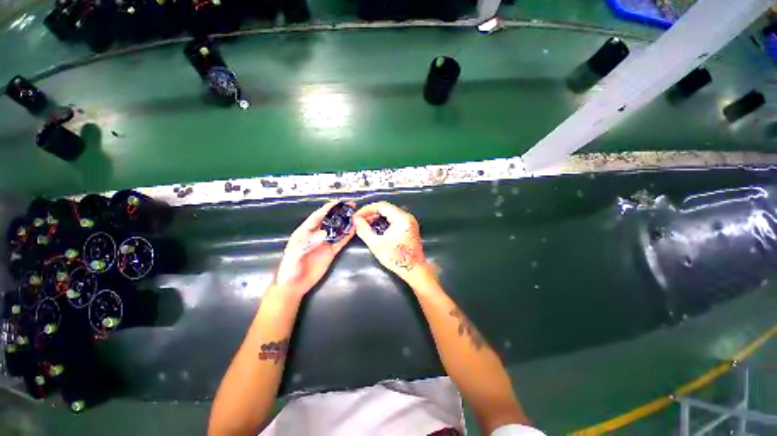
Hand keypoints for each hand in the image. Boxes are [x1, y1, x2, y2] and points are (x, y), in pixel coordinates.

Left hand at [274, 201, 355, 297]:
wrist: (293, 286)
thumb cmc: (289, 270)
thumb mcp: (294, 255)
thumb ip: (307, 243)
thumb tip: (324, 233)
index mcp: (304, 232)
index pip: (317, 217)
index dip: (327, 209)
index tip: (337, 202)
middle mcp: (316, 235)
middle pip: (329, 220)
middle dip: (339, 212)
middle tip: (351, 206)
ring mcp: (324, 243)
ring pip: (337, 230)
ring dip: (345, 222)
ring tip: (356, 215)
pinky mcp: (331, 252)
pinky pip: (341, 241)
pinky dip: (347, 235)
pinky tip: (354, 229)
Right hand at [353, 201, 427, 282]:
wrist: (414, 270)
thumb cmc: (395, 258)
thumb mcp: (376, 244)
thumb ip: (364, 230)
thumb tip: (355, 219)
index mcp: (401, 218)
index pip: (381, 206)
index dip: (367, 209)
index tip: (356, 216)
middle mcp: (407, 216)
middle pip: (386, 208)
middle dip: (371, 213)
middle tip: (359, 221)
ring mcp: (409, 221)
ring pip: (390, 213)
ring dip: (377, 217)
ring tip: (366, 224)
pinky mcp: (409, 226)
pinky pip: (394, 218)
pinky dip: (384, 221)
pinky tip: (376, 227)